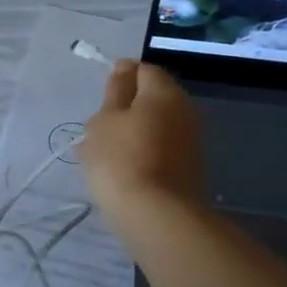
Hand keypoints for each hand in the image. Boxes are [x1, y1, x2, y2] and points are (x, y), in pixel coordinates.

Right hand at [78, 60, 204, 222]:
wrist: (157, 217)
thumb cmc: (121, 160)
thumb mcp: (105, 120)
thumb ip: (115, 92)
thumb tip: (125, 69)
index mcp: (164, 92)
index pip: (143, 69)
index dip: (120, 78)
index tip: (100, 99)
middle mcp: (185, 110)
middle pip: (151, 99)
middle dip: (124, 109)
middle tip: (96, 129)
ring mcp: (190, 141)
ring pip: (154, 126)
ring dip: (130, 134)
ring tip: (101, 154)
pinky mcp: (188, 168)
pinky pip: (159, 149)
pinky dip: (140, 153)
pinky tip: (119, 172)